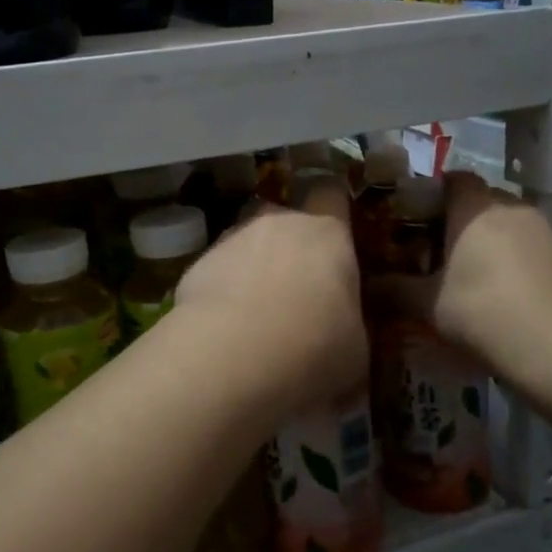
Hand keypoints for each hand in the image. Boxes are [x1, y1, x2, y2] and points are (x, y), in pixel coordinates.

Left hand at [175, 179, 366, 416]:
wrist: (233, 356)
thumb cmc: (314, 348)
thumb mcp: (355, 348)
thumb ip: (347, 322)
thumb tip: (339, 330)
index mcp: (327, 234)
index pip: (332, 196)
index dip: (333, 211)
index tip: (334, 239)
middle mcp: (278, 223)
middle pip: (286, 220)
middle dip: (289, 248)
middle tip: (295, 292)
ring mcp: (232, 239)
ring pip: (247, 243)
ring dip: (252, 268)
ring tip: (254, 314)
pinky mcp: (196, 264)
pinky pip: (217, 271)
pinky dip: (221, 291)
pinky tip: (224, 327)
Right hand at [371, 173, 551, 386]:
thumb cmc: (483, 312)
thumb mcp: (427, 305)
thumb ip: (392, 290)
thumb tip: (364, 284)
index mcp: (475, 207)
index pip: (452, 178)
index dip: (431, 194)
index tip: (412, 220)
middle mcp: (511, 207)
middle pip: (478, 200)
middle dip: (455, 219)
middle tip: (433, 251)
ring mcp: (544, 230)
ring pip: (504, 223)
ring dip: (485, 240)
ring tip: (465, 274)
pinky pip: (527, 245)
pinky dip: (510, 258)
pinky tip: (499, 291)